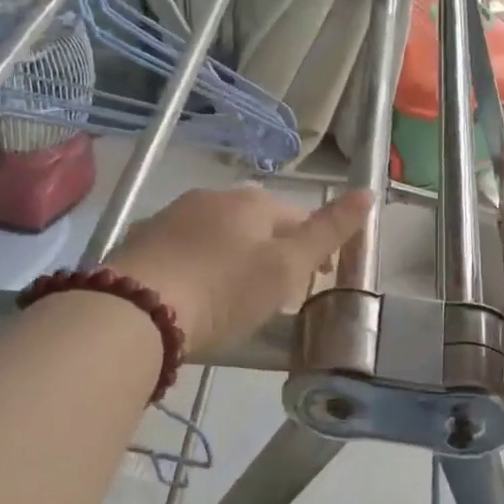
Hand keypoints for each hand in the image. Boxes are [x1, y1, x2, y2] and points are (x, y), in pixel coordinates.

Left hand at [107, 186, 371, 356]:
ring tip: (235, 299)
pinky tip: (194, 296)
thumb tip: (368, 192)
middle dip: (273, 253)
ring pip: (219, 234)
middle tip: (276, 296)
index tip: (315, 283)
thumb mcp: (287, 267)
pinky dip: (199, 266)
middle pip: (257, 224)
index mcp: (252, 201)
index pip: (297, 217)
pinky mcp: (141, 241)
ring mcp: (172, 216)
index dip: (314, 249)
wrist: (135, 311)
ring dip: (235, 258)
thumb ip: (329, 231)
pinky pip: (184, 250)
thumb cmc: (224, 290)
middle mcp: (212, 197)